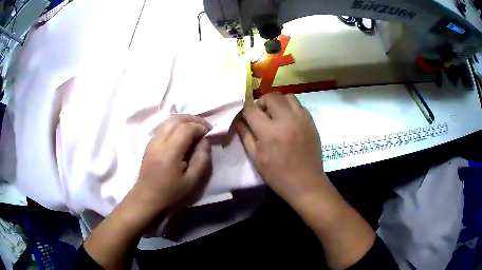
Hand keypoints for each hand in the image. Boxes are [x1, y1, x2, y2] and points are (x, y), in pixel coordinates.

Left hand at [136, 114, 211, 212]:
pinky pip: (164, 127)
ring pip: (169, 121)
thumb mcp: (192, 180)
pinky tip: (182, 135)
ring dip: (184, 120)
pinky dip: (176, 125)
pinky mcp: (150, 143)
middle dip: (193, 119)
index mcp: (170, 152)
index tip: (209, 133)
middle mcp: (159, 142)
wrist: (148, 197)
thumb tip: (205, 140)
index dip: (200, 127)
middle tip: (205, 127)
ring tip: (195, 129)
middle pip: (177, 119)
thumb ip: (202, 158)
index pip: (186, 128)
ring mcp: (152, 141)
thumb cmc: (171, 192)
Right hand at [236, 93, 323, 203]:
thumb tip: (238, 121)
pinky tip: (288, 120)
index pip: (252, 110)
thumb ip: (246, 136)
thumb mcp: (256, 159)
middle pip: (271, 97)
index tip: (245, 116)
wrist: (306, 183)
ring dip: (277, 102)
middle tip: (260, 115)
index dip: (245, 111)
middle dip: (261, 103)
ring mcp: (302, 119)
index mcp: (270, 133)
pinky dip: (290, 107)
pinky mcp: (311, 121)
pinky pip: (299, 105)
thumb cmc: (278, 175)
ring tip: (275, 115)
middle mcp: (287, 120)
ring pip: (287, 96)